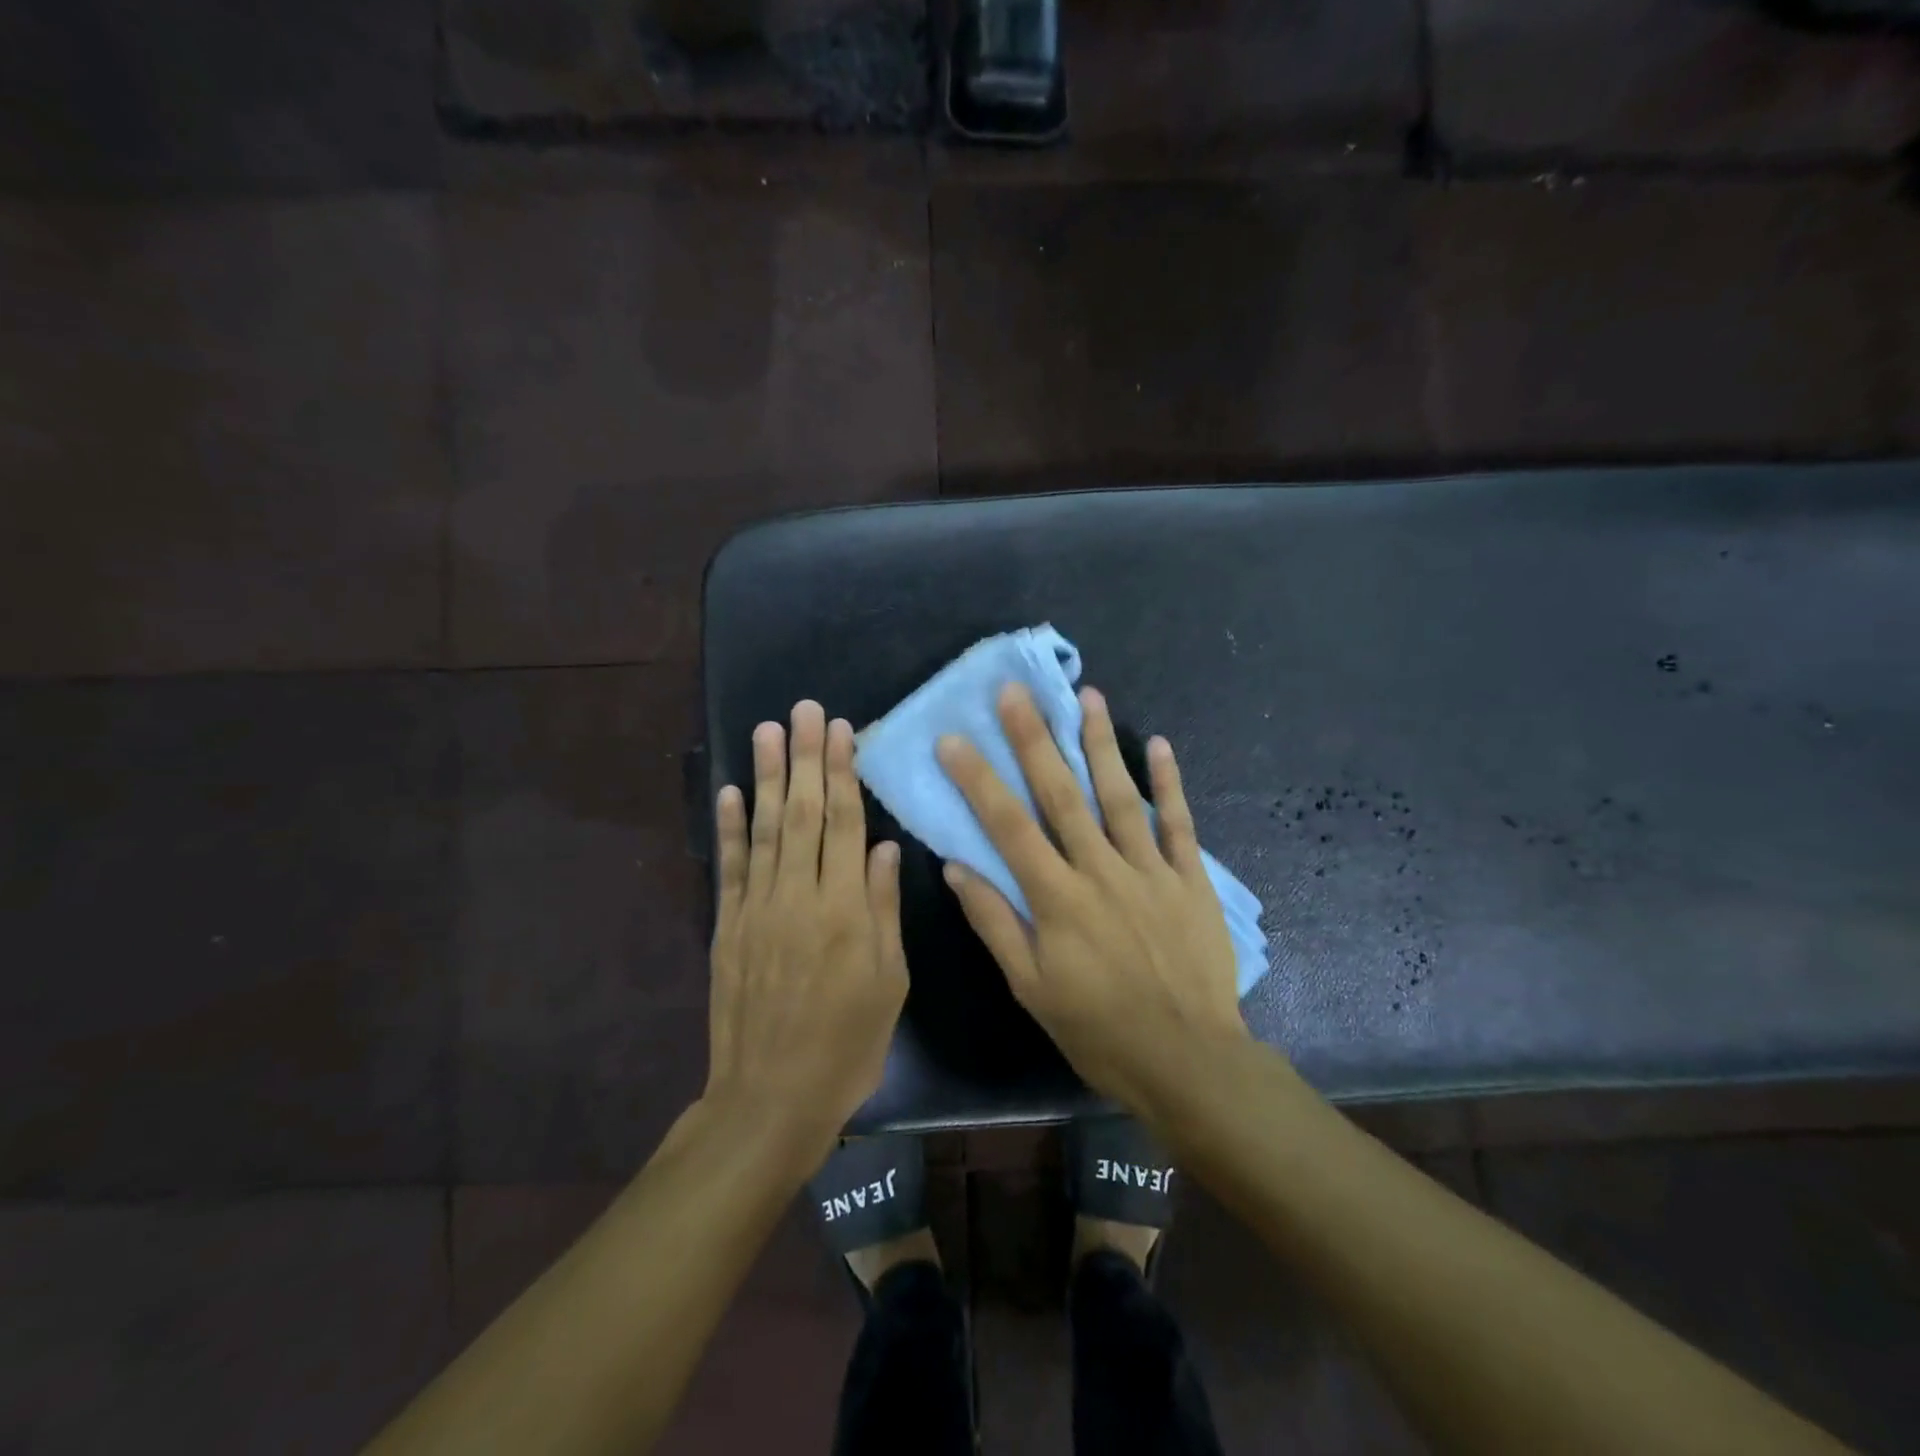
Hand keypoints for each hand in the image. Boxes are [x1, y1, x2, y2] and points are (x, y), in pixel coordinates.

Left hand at [706, 701, 908, 1167]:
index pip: (843, 824)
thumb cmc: (847, 1045)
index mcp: (845, 910)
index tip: (840, 730)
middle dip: (804, 757)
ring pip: (763, 829)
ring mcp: (757, 909)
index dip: (841, 773)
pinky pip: (730, 868)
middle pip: (802, 813)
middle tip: (804, 710)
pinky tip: (728, 792)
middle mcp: (798, 897)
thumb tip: (886, 848)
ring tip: (767, 730)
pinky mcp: (728, 927)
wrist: (771, 1099)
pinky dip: (728, 827)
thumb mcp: (889, 982)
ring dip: (765, 777)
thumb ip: (884, 909)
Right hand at [936, 684, 1249, 1115]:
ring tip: (1087, 696)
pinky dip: (1170, 783)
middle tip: (1017, 692)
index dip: (978, 780)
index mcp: (1057, 899)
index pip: (1008, 827)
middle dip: (1035, 740)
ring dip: (1101, 744)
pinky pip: (1178, 823)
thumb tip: (957, 868)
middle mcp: (1101, 871)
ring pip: (1120, 795)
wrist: (1188, 1060)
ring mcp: (1149, 870)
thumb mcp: (1031, 989)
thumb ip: (995, 923)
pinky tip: (1159, 744)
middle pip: (1062, 795)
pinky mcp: (1189, 880)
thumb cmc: (1099, 1029)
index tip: (954, 739)